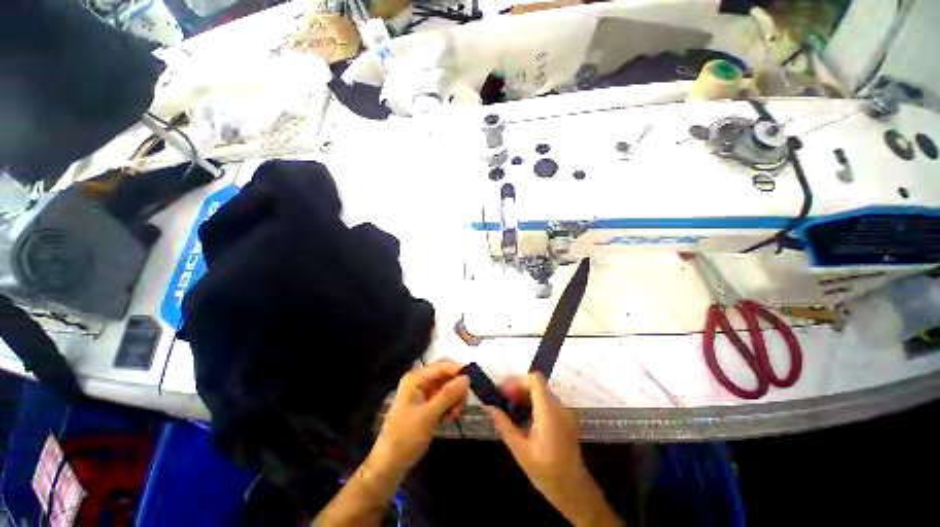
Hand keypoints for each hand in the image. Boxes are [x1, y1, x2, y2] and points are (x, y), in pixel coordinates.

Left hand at [371, 360, 468, 475]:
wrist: (390, 464)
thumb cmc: (405, 437)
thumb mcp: (428, 415)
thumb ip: (448, 395)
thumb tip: (467, 378)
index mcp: (416, 378)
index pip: (442, 366)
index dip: (458, 370)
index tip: (474, 380)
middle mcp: (420, 381)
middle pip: (447, 376)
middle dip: (456, 389)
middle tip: (461, 406)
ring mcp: (424, 393)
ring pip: (448, 388)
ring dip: (455, 400)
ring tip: (453, 416)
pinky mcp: (428, 405)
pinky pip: (445, 399)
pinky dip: (450, 407)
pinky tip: (448, 419)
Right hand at [488, 373, 585, 499]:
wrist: (573, 490)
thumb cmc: (546, 472)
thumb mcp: (520, 450)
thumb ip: (504, 425)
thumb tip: (488, 407)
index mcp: (549, 412)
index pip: (535, 380)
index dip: (517, 381)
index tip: (503, 392)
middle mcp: (559, 407)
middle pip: (537, 384)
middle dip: (517, 387)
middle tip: (502, 399)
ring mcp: (564, 412)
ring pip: (541, 391)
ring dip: (524, 394)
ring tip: (510, 407)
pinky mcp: (565, 418)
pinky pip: (547, 401)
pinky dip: (533, 402)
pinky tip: (523, 416)